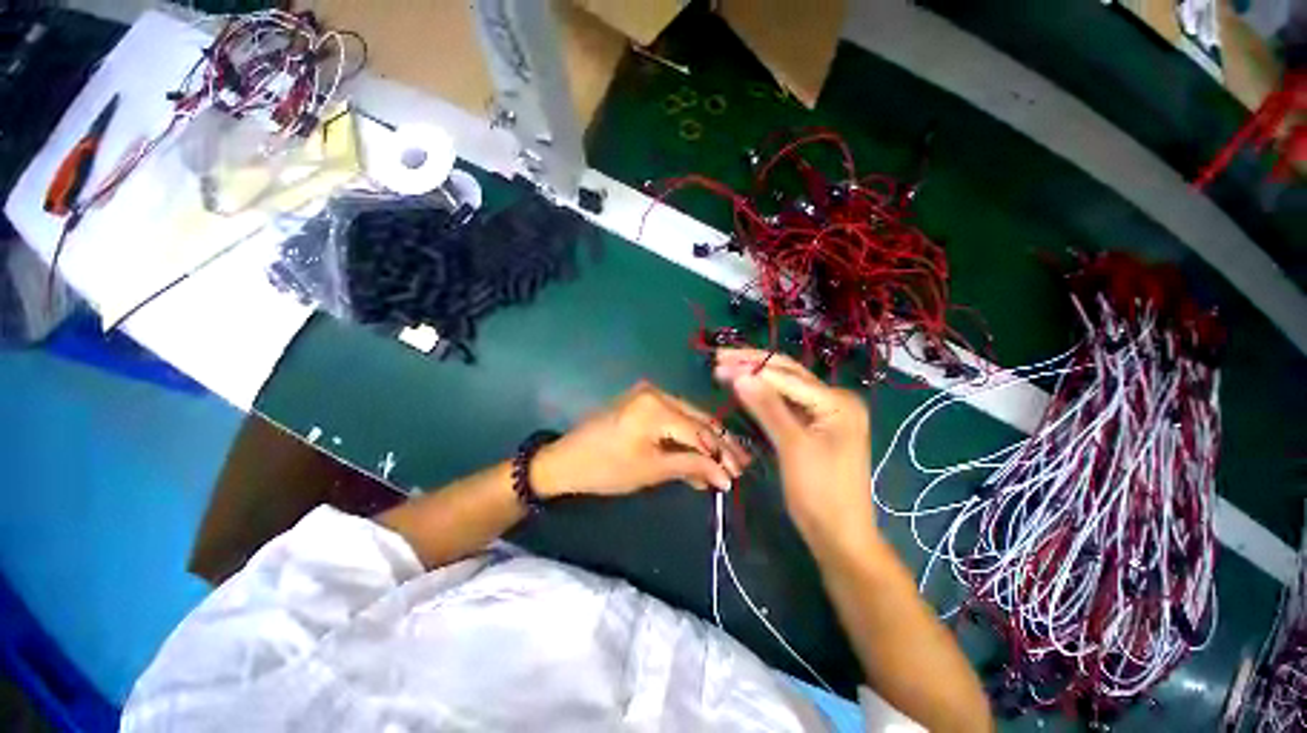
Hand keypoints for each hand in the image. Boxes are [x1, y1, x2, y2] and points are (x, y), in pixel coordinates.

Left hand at [532, 381, 750, 497]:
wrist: (565, 461)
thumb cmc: (606, 468)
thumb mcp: (651, 470)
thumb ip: (691, 466)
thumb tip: (725, 476)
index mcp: (656, 406)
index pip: (699, 431)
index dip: (720, 454)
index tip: (738, 475)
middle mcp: (656, 392)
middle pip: (697, 420)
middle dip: (719, 445)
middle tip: (741, 465)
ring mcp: (648, 395)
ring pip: (687, 419)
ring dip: (705, 441)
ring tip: (726, 462)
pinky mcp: (642, 403)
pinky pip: (672, 419)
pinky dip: (685, 437)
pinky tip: (699, 455)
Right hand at [713, 348, 876, 552]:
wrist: (839, 536)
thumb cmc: (819, 492)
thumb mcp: (792, 445)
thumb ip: (767, 407)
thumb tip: (739, 374)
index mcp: (837, 401)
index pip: (787, 375)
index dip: (750, 368)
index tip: (718, 362)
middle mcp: (834, 400)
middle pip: (787, 374)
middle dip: (753, 365)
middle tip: (720, 358)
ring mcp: (825, 413)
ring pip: (784, 388)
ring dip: (755, 378)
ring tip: (726, 368)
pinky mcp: (814, 427)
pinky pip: (786, 404)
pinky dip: (763, 397)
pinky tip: (744, 389)